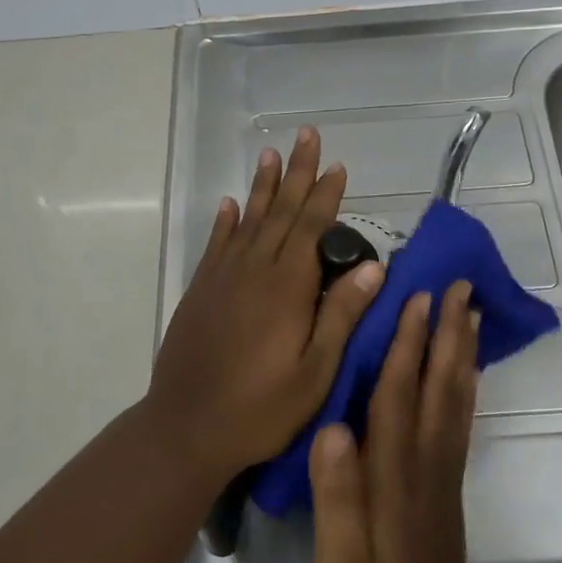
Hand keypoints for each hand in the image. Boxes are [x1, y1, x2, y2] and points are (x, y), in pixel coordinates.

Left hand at [146, 127, 385, 485]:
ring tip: (271, 154)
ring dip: (263, 186)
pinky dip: (226, 221)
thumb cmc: (261, 407)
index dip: (326, 195)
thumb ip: (341, 315)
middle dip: (297, 173)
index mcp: (287, 287)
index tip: (337, 165)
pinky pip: (217, 243)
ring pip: (249, 219)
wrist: (187, 426)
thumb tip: (374, 267)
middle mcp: (254, 270)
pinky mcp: (202, 290)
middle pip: (281, 212)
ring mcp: (223, 277)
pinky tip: (230, 204)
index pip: (313, 228)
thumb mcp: (315, 371)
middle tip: (307, 136)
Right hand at [310, 281, 490, 562]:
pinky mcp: (448, 486)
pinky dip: (466, 384)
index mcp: (394, 474)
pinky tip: (466, 367)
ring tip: (470, 311)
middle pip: (439, 384)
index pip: (399, 394)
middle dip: (448, 330)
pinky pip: (461, 420)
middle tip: (460, 285)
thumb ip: (337, 496)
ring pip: (456, 397)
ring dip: (463, 349)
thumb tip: (333, 427)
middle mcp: (425, 462)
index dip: (407, 343)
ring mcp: (442, 473)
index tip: (418, 297)